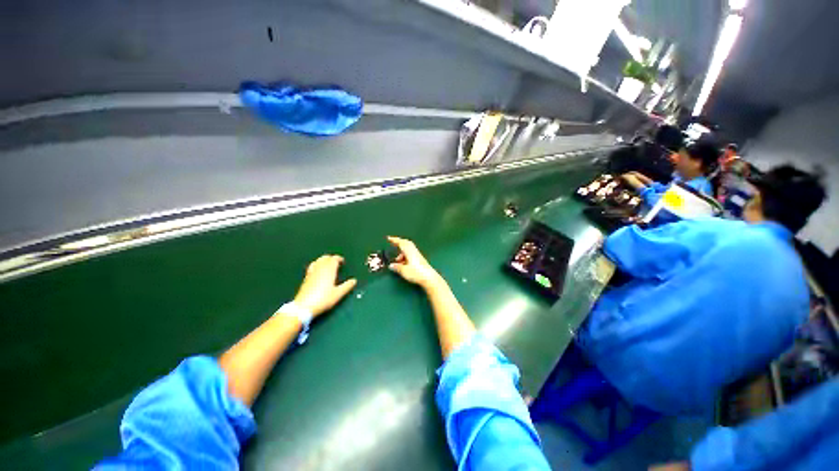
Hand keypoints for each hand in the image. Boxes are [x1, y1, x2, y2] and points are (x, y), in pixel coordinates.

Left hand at [293, 255, 356, 316]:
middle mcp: (320, 269)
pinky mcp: (306, 277)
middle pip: (325, 258)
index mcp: (329, 270)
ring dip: (324, 260)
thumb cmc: (323, 299)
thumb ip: (347, 286)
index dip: (339, 258)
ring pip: (318, 261)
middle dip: (331, 258)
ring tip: (328, 264)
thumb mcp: (338, 294)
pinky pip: (312, 266)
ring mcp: (312, 272)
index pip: (334, 259)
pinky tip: (318, 270)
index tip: (342, 261)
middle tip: (336, 262)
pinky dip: (317, 264)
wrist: (304, 307)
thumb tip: (354, 281)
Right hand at [387, 236, 443, 289]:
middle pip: (406, 243)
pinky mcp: (420, 260)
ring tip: (397, 260)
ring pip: (408, 249)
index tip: (389, 238)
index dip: (395, 240)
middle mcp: (414, 251)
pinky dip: (406, 256)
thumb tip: (391, 265)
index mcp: (409, 251)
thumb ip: (397, 267)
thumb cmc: (416, 273)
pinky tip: (403, 264)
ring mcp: (418, 255)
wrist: (429, 278)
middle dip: (399, 243)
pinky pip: (411, 254)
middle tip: (393, 244)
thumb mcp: (404, 271)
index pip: (401, 243)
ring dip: (402, 252)